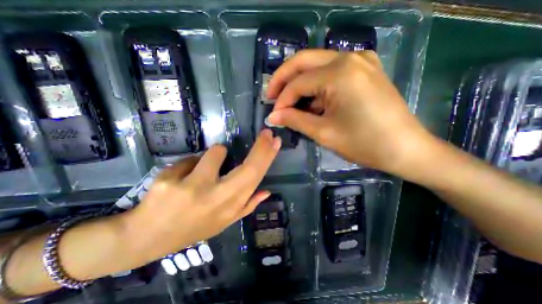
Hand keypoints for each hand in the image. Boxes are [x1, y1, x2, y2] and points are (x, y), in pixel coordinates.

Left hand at [125, 129, 281, 260]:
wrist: (147, 238)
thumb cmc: (192, 228)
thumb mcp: (223, 222)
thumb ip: (247, 206)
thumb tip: (266, 191)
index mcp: (229, 207)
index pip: (255, 178)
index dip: (267, 158)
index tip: (275, 141)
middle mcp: (215, 198)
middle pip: (247, 168)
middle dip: (261, 147)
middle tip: (267, 134)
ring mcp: (191, 188)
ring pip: (215, 152)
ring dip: (214, 155)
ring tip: (203, 169)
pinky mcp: (168, 180)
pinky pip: (189, 159)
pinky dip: (190, 164)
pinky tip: (180, 179)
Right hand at [266, 50, 435, 175]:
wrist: (405, 148)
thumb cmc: (364, 143)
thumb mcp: (324, 133)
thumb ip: (294, 120)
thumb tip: (272, 116)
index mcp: (339, 73)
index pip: (298, 83)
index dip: (282, 100)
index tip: (274, 115)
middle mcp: (349, 57)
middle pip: (303, 61)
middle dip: (283, 79)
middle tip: (271, 96)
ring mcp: (360, 60)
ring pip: (316, 64)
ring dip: (299, 82)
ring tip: (291, 104)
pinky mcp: (364, 69)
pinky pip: (331, 71)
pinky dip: (316, 84)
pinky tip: (313, 102)